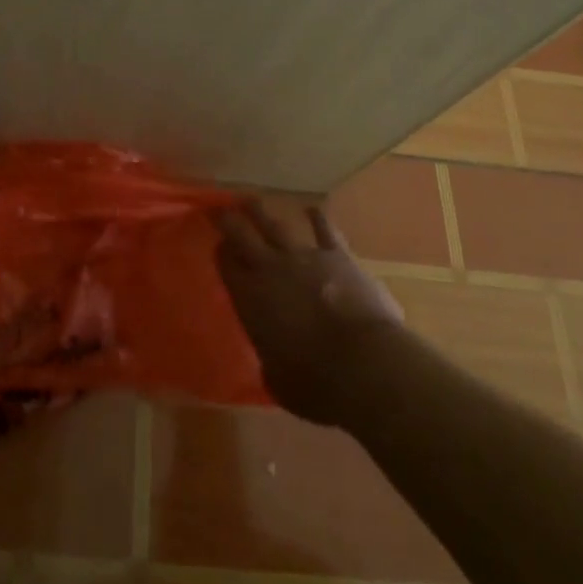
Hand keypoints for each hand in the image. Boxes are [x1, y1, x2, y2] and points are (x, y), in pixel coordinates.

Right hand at [217, 200, 406, 425]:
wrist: (364, 365)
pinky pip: (325, 231)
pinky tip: (312, 209)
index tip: (218, 247)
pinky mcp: (337, 256)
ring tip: (250, 200)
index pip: (226, 265)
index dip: (221, 253)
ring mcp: (304, 258)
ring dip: (262, 212)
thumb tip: (272, 360)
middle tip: (220, 208)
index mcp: (250, 299)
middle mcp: (270, 270)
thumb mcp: (278, 381)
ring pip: (276, 225)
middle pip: (242, 234)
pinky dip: (317, 219)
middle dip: (229, 219)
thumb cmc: (316, 384)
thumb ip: (270, 362)